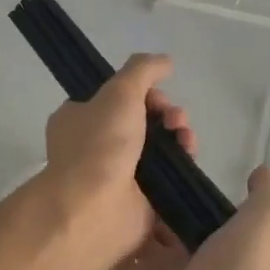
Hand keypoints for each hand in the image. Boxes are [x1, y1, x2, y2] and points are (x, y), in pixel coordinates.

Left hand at [42, 53, 196, 266]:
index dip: (143, 92)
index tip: (157, 95)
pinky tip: (189, 155)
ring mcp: (120, 172)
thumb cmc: (99, 144)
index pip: (117, 97)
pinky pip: (169, 173)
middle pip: (143, 119)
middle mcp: (97, 144)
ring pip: (159, 145)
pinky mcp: (143, 197)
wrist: (95, 208)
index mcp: (80, 118)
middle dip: (166, 113)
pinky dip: (182, 162)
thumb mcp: (119, 92)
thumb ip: (143, 70)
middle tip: (174, 119)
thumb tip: (165, 61)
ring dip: (179, 134)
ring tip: (185, 137)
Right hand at [110, 166, 269, 269]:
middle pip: (161, 218)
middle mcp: (188, 256)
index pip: (194, 206)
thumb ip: (265, 193)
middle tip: (123, 159)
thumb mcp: (267, 219)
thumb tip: (258, 171)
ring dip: (121, 210)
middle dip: (146, 193)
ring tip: (100, 174)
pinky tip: (89, 206)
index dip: (180, 182)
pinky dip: (102, 238)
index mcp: (220, 240)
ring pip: (135, 235)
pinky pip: (114, 259)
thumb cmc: (243, 269)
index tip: (160, 150)